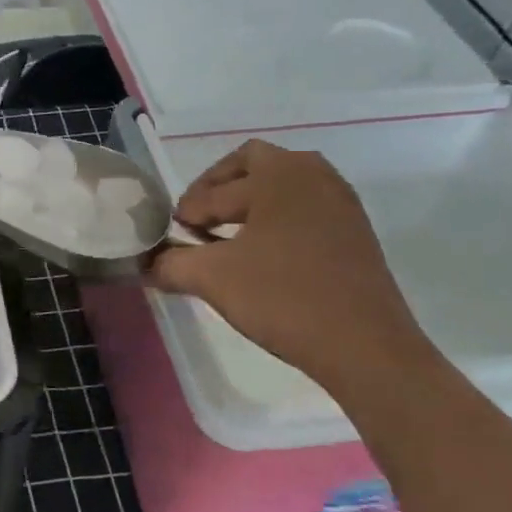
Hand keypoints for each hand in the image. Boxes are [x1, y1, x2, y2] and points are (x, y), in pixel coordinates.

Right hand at [147, 139, 428, 388]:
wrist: (365, 347)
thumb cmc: (283, 297)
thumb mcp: (212, 279)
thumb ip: (170, 264)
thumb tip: (146, 264)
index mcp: (277, 174)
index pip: (214, 190)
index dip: (187, 213)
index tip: (173, 237)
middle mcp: (312, 175)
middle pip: (252, 164)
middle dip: (218, 188)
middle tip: (198, 221)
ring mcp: (340, 202)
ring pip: (283, 184)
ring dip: (250, 202)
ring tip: (228, 238)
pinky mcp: (355, 230)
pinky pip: (305, 207)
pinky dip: (278, 219)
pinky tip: (264, 255)